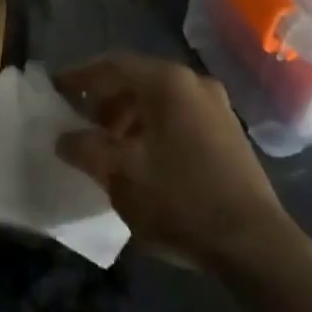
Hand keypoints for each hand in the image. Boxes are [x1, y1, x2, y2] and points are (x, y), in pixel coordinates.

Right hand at [54, 53, 293, 272]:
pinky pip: (180, 116)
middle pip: (138, 80)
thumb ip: (86, 150)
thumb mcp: (121, 176)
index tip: (55, 89)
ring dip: (130, 117)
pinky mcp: (229, 132)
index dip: (80, 76)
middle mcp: (193, 83)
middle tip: (82, 125)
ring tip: (111, 147)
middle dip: (105, 100)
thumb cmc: (181, 200)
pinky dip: (154, 128)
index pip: (113, 66)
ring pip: (160, 100)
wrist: (255, 245)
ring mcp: (217, 106)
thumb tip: (64, 138)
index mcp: (167, 83)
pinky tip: (144, 159)